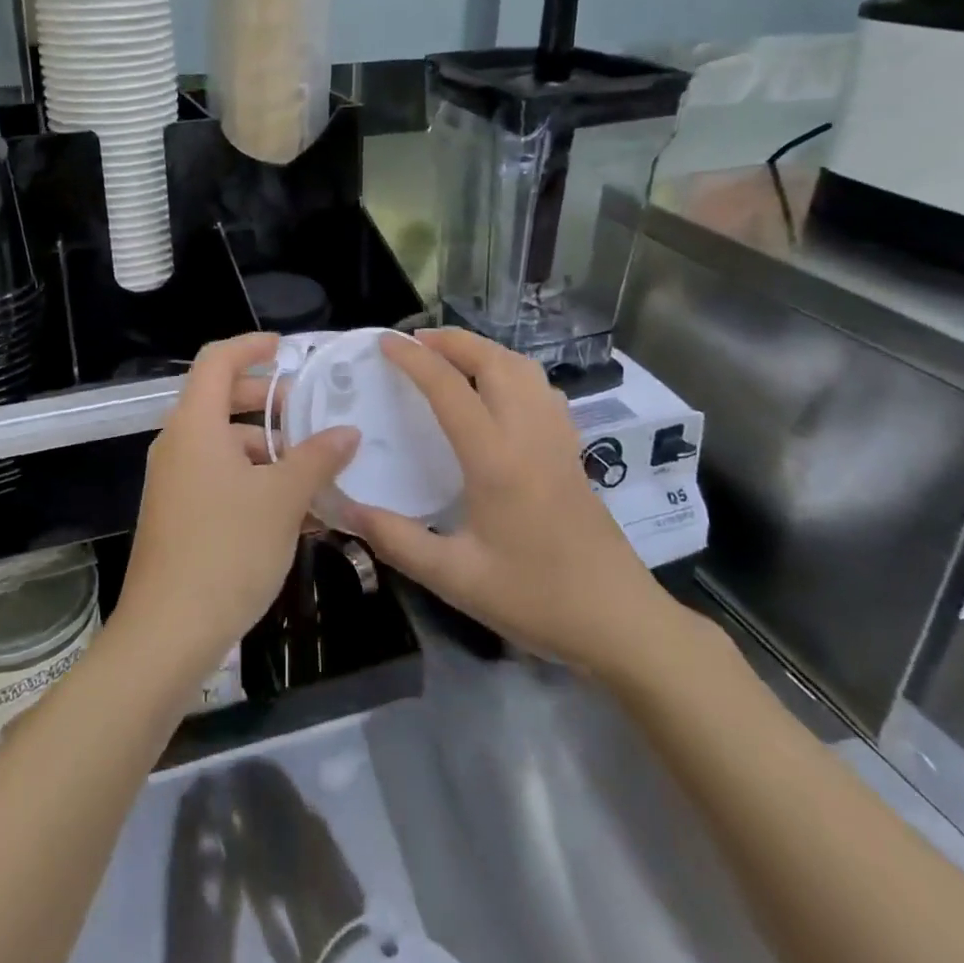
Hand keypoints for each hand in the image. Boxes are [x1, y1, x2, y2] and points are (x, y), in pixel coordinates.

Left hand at [114, 334, 359, 687]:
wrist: (168, 633)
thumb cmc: (227, 550)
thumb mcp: (283, 499)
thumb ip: (318, 458)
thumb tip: (348, 431)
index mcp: (195, 425)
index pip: (217, 360)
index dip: (251, 346)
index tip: (287, 349)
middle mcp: (178, 444)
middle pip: (221, 400)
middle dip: (267, 401)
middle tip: (309, 411)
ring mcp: (174, 481)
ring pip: (224, 445)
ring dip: (267, 449)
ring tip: (315, 470)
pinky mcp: (178, 515)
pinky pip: (219, 479)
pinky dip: (254, 481)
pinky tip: (296, 511)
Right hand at [337, 328, 691, 685]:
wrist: (620, 622)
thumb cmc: (535, 598)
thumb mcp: (455, 578)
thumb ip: (396, 539)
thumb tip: (343, 509)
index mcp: (496, 459)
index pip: (450, 388)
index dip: (414, 359)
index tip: (384, 342)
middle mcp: (529, 434)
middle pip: (494, 361)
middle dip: (453, 340)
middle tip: (415, 342)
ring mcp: (557, 439)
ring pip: (524, 369)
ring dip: (484, 350)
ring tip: (451, 357)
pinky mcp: (572, 451)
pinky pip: (541, 389)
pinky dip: (512, 371)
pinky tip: (497, 392)